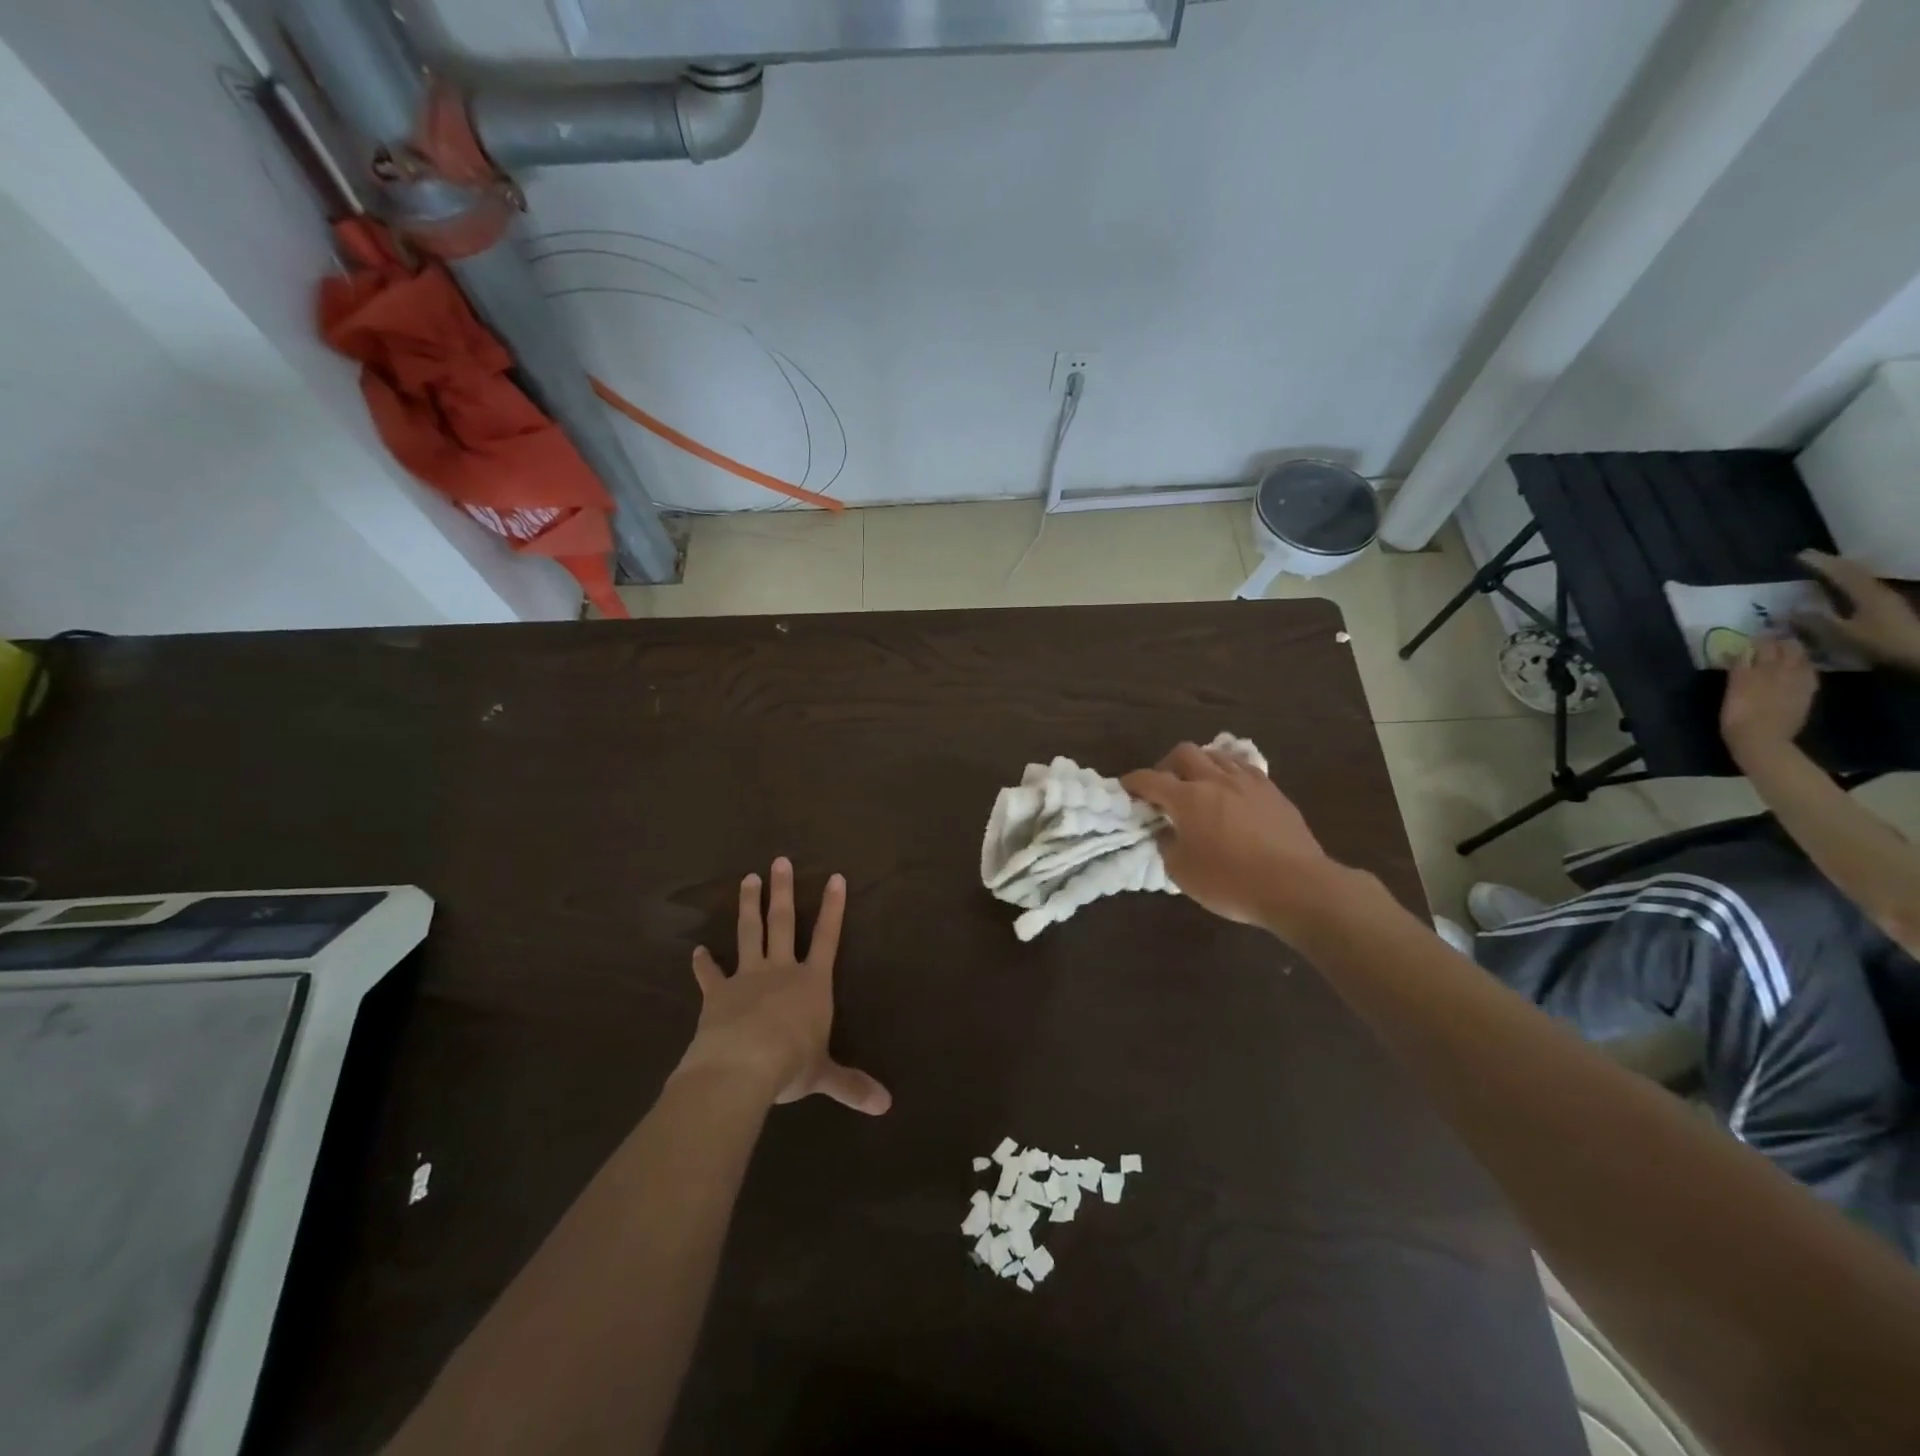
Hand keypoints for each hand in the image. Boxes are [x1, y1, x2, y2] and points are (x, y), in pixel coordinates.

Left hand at [677, 858, 890, 1115]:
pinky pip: (710, 975)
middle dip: (783, 891)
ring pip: (749, 934)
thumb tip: (886, 1106)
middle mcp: (781, 971)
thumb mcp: (825, 1075)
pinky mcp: (717, 994)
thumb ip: (852, 1085)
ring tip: (747, 879)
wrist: (740, 1066)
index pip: (827, 937)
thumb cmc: (790, 1064)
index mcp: (812, 983)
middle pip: (783, 923)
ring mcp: (747, 978)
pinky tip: (696, 951)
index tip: (834, 877)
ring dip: (748, 906)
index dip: (832, 908)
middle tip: (779, 861)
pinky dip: (703, 964)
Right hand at [1122, 742, 1340, 933]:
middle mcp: (1215, 780)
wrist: (1296, 886)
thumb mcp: (1182, 873)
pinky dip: (1229, 773)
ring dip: (1200, 765)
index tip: (1125, 789)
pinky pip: (1244, 768)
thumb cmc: (1231, 882)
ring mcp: (1247, 782)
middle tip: (1164, 787)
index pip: (1149, 779)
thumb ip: (1167, 846)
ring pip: (1216, 755)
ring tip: (1198, 785)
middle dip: (1167, 764)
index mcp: (1187, 798)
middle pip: (1184, 753)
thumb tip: (1166, 832)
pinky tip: (1230, 791)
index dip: (1132, 782)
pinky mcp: (1272, 791)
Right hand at [1720, 635, 1816, 762]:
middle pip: (1785, 648)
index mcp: (1757, 670)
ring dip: (1794, 651)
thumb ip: (1738, 670)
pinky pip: (1809, 672)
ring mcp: (1796, 682)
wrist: (1762, 741)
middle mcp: (1780, 671)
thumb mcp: (1732, 691)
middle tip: (1772, 638)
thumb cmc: (1736, 719)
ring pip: (1800, 658)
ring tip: (1786, 649)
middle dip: (1780, 641)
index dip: (1760, 638)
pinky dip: (1804, 665)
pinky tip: (1800, 667)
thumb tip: (1739, 651)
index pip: (1761, 646)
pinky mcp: (1806, 693)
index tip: (1755, 633)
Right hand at [1798, 550, 1919, 670]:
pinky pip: (1864, 588)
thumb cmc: (1881, 643)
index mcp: (1865, 593)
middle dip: (1832, 564)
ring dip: (1842, 572)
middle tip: (1811, 560)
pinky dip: (1849, 583)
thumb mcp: (1842, 634)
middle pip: (1854, 571)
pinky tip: (1842, 590)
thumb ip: (1814, 621)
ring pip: (1861, 578)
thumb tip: (1786, 609)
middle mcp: (1878, 591)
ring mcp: (1886, 599)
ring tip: (1824, 571)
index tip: (1799, 554)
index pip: (1840, 571)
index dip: (1820, 562)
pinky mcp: (1889, 608)